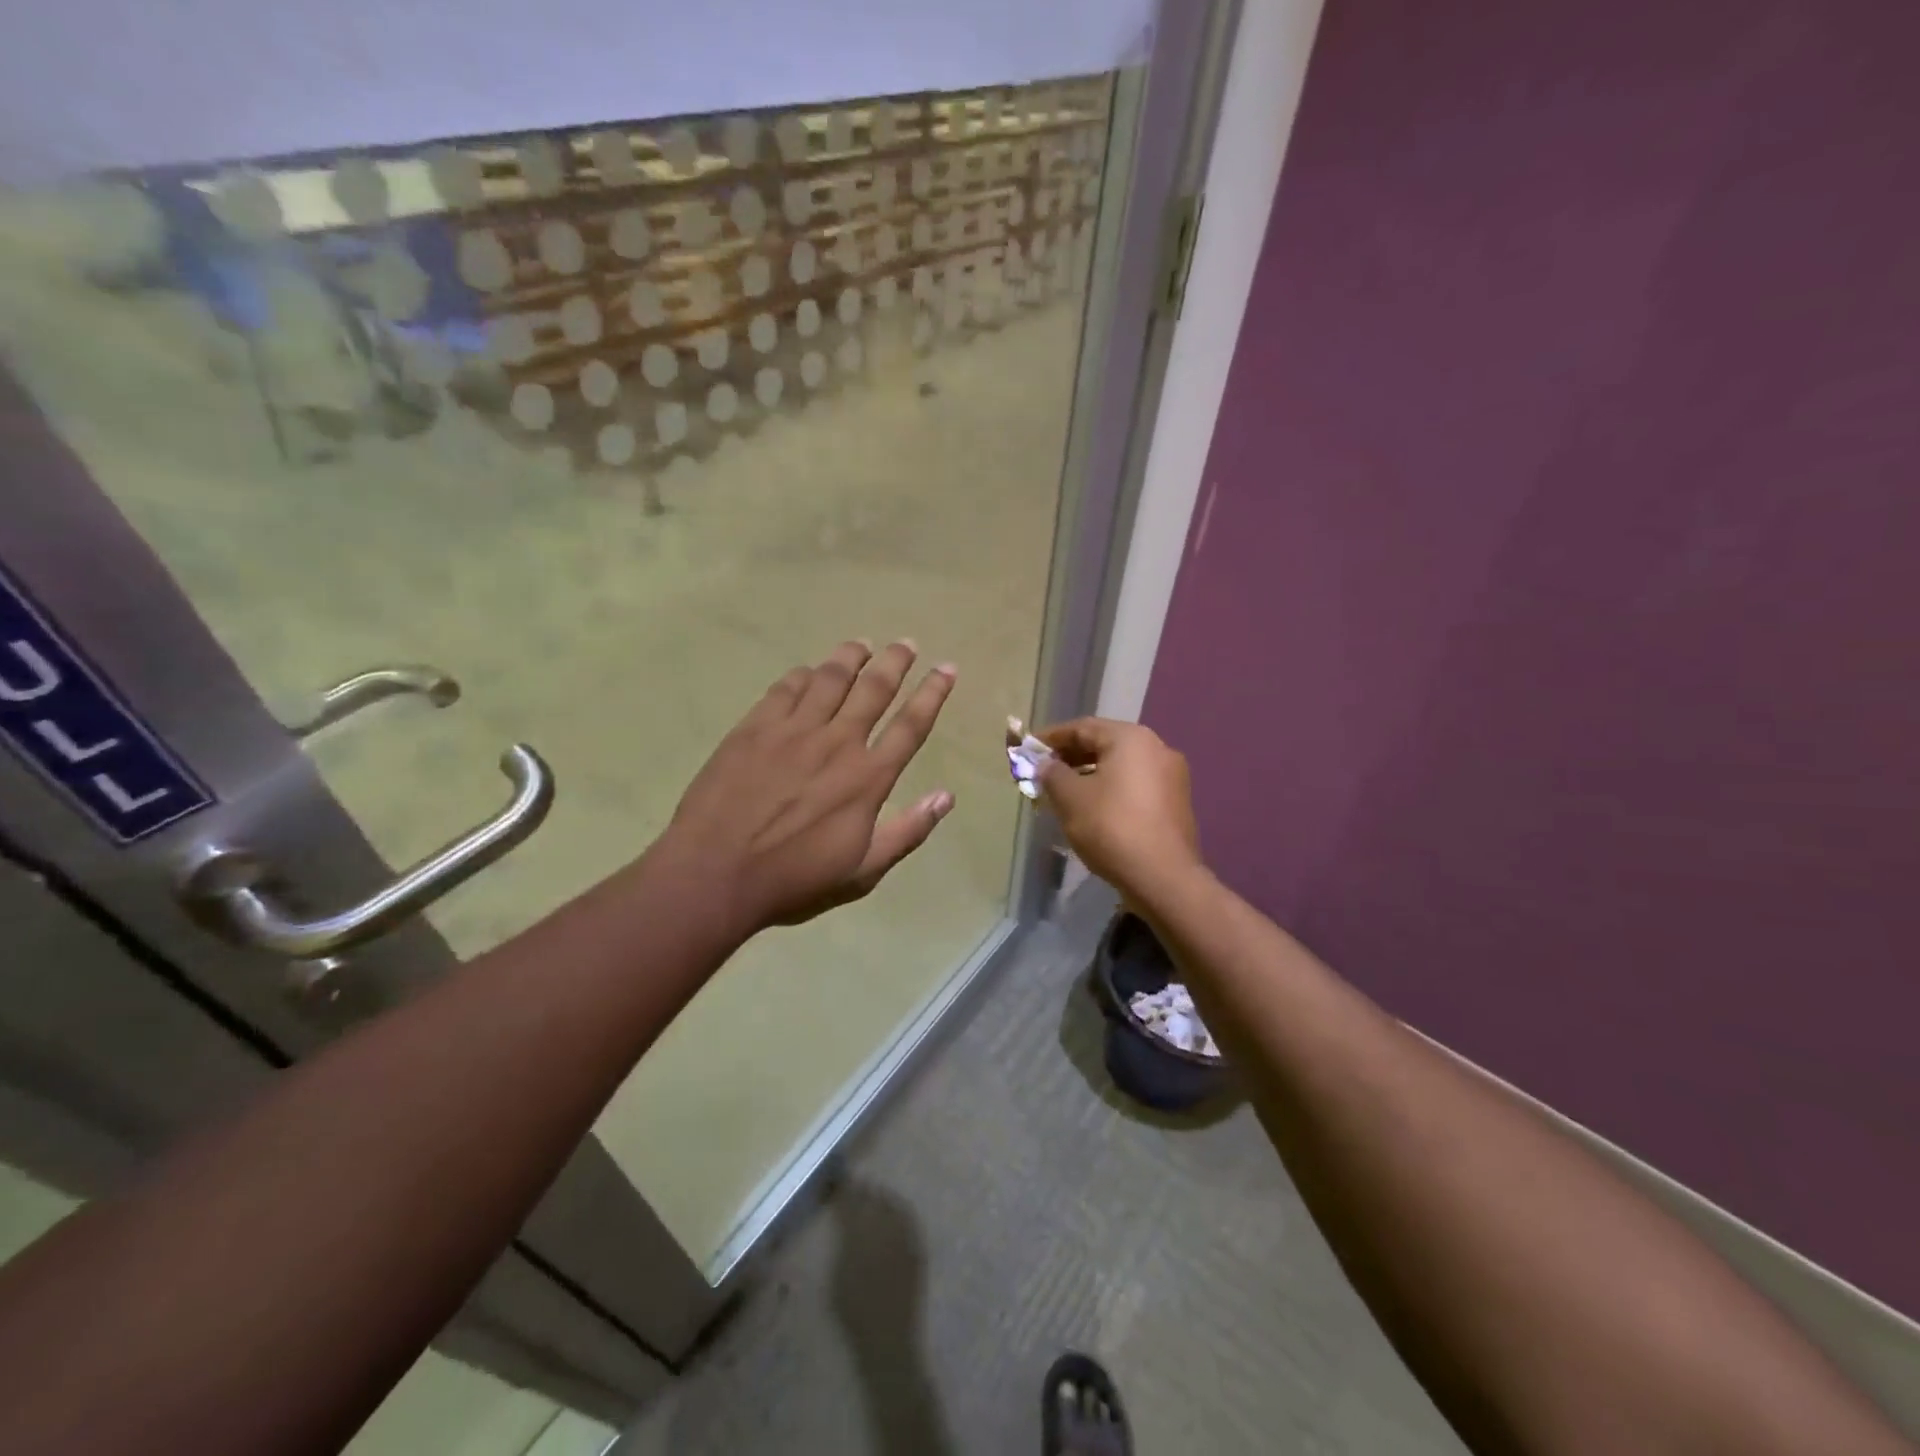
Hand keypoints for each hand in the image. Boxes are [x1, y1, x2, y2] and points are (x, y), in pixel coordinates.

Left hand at [664, 640, 957, 936]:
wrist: (715, 874)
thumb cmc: (794, 880)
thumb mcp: (862, 871)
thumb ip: (908, 832)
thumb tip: (946, 797)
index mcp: (868, 778)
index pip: (911, 725)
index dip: (933, 694)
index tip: (947, 668)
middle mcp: (837, 743)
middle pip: (874, 689)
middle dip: (895, 662)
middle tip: (905, 643)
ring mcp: (793, 731)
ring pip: (830, 679)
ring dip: (850, 657)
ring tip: (861, 645)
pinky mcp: (754, 728)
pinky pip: (785, 689)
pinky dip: (803, 675)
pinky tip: (808, 671)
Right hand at [1036, 718, 1201, 902]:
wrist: (1162, 877)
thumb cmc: (1111, 827)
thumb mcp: (1070, 798)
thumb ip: (1052, 774)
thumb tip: (1046, 765)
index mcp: (1131, 738)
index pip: (1083, 727)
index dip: (1052, 737)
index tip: (1028, 749)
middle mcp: (1157, 748)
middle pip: (1104, 744)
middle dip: (1071, 756)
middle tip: (1043, 772)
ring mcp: (1171, 776)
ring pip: (1121, 766)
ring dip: (1090, 774)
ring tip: (1063, 792)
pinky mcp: (1176, 803)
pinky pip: (1135, 785)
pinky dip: (1111, 789)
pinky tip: (1093, 808)